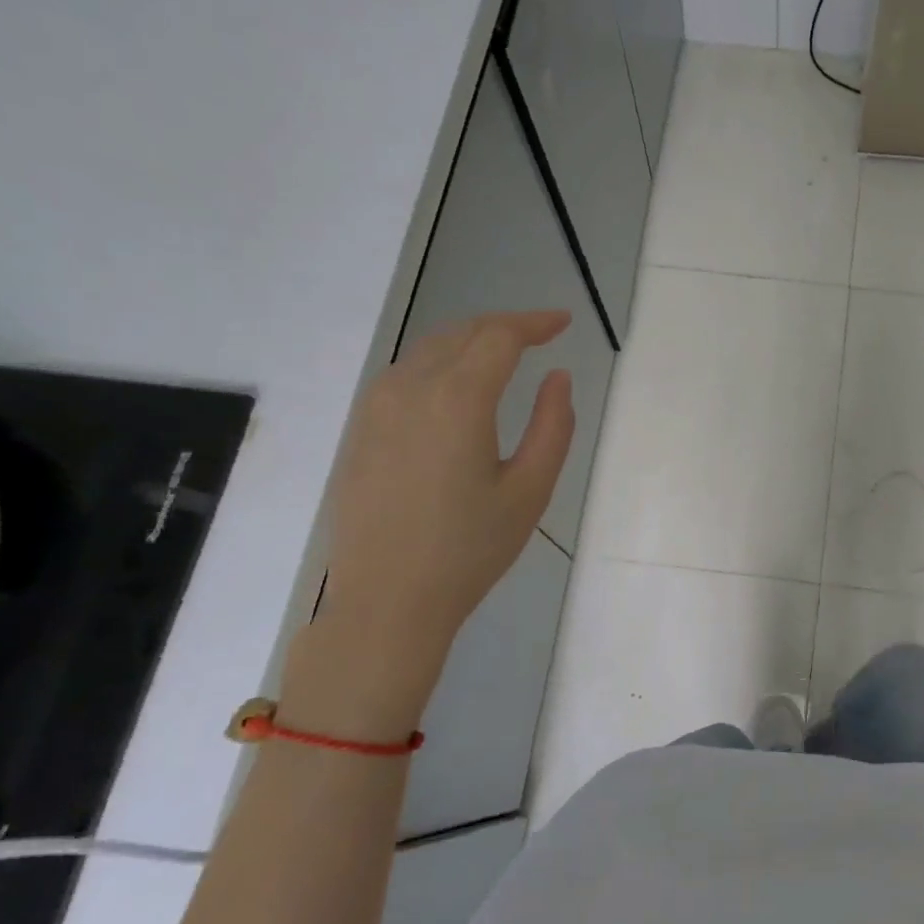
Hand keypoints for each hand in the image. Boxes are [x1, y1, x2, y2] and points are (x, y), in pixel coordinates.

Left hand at [287, 311, 574, 736]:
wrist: (388, 600)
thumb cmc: (470, 549)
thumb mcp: (530, 491)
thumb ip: (553, 426)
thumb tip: (557, 377)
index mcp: (458, 400)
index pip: (499, 336)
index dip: (534, 323)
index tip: (563, 323)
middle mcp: (411, 389)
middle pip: (461, 333)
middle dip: (503, 327)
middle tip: (539, 335)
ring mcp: (377, 408)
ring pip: (428, 350)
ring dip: (469, 342)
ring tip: (502, 356)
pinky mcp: (361, 430)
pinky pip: (404, 375)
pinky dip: (439, 363)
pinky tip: (455, 387)